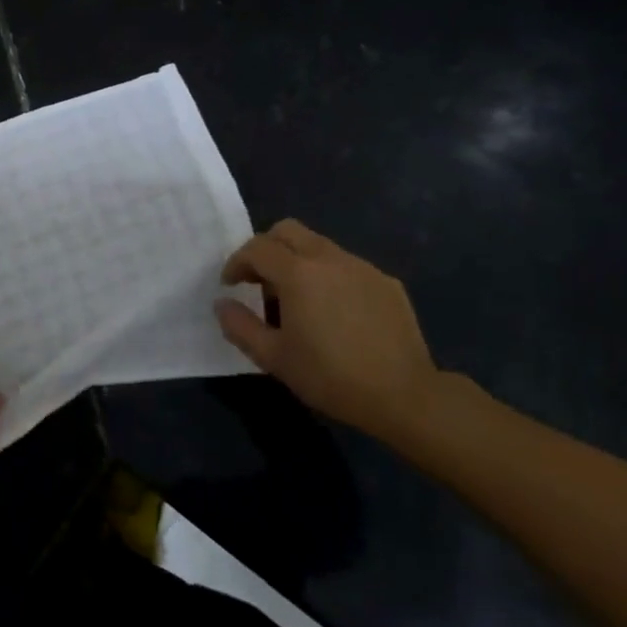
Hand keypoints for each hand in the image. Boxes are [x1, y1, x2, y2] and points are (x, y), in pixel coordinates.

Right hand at [216, 219, 442, 437]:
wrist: (404, 395)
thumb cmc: (330, 376)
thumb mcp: (273, 358)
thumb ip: (240, 326)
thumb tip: (222, 304)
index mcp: (298, 273)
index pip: (257, 248)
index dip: (237, 262)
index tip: (230, 285)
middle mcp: (329, 258)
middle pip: (288, 230)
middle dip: (266, 248)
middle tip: (259, 280)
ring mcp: (362, 267)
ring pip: (319, 245)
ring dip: (298, 261)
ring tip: (297, 299)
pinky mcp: (386, 282)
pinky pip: (347, 266)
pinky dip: (329, 276)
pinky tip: (334, 312)